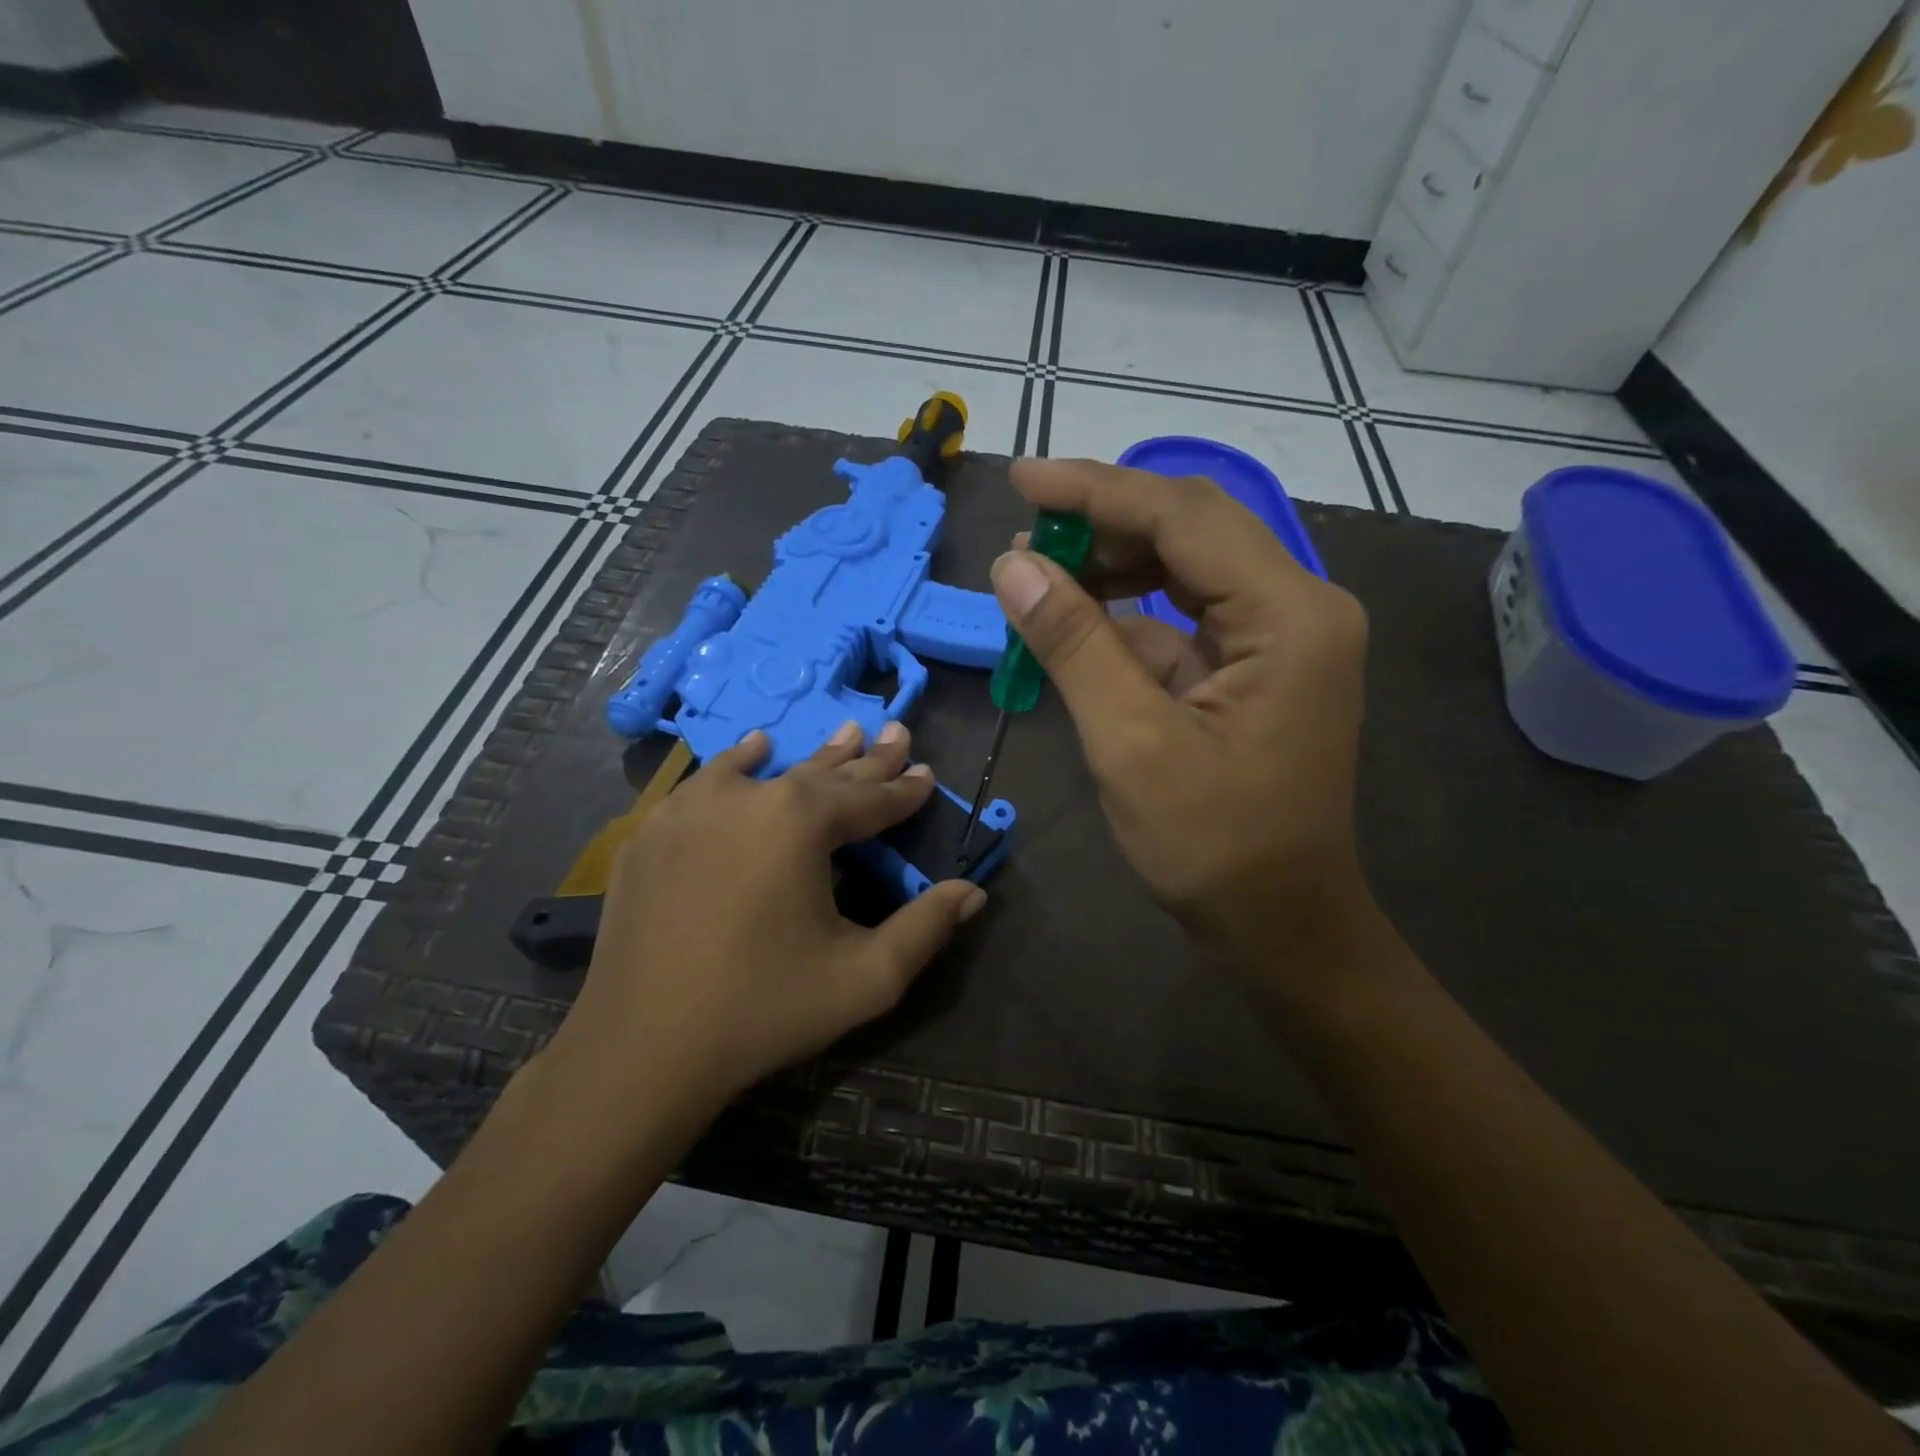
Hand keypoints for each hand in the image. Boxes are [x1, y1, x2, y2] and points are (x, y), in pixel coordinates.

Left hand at [545, 724, 985, 1113]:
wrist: (642, 1048)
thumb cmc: (765, 1008)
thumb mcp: (866, 978)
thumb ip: (926, 929)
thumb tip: (972, 892)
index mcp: (801, 822)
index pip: (870, 799)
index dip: (904, 789)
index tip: (927, 773)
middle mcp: (748, 797)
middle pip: (822, 774)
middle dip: (866, 759)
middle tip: (894, 732)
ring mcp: (691, 809)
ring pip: (766, 770)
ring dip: (809, 757)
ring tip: (842, 732)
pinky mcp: (652, 832)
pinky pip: (708, 783)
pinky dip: (738, 766)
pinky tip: (752, 751)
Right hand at [991, 457, 1373, 975]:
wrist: (1279, 924)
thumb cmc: (1213, 846)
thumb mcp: (1131, 743)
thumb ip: (1074, 644)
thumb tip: (1012, 566)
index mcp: (1289, 616)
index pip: (1183, 518)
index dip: (1096, 492)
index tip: (1021, 480)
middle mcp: (1298, 608)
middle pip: (1192, 530)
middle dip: (1104, 524)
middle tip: (1023, 535)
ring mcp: (1281, 638)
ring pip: (1186, 570)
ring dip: (1113, 567)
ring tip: (1040, 575)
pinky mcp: (1257, 667)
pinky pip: (1185, 619)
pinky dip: (1128, 616)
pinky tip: (1077, 622)